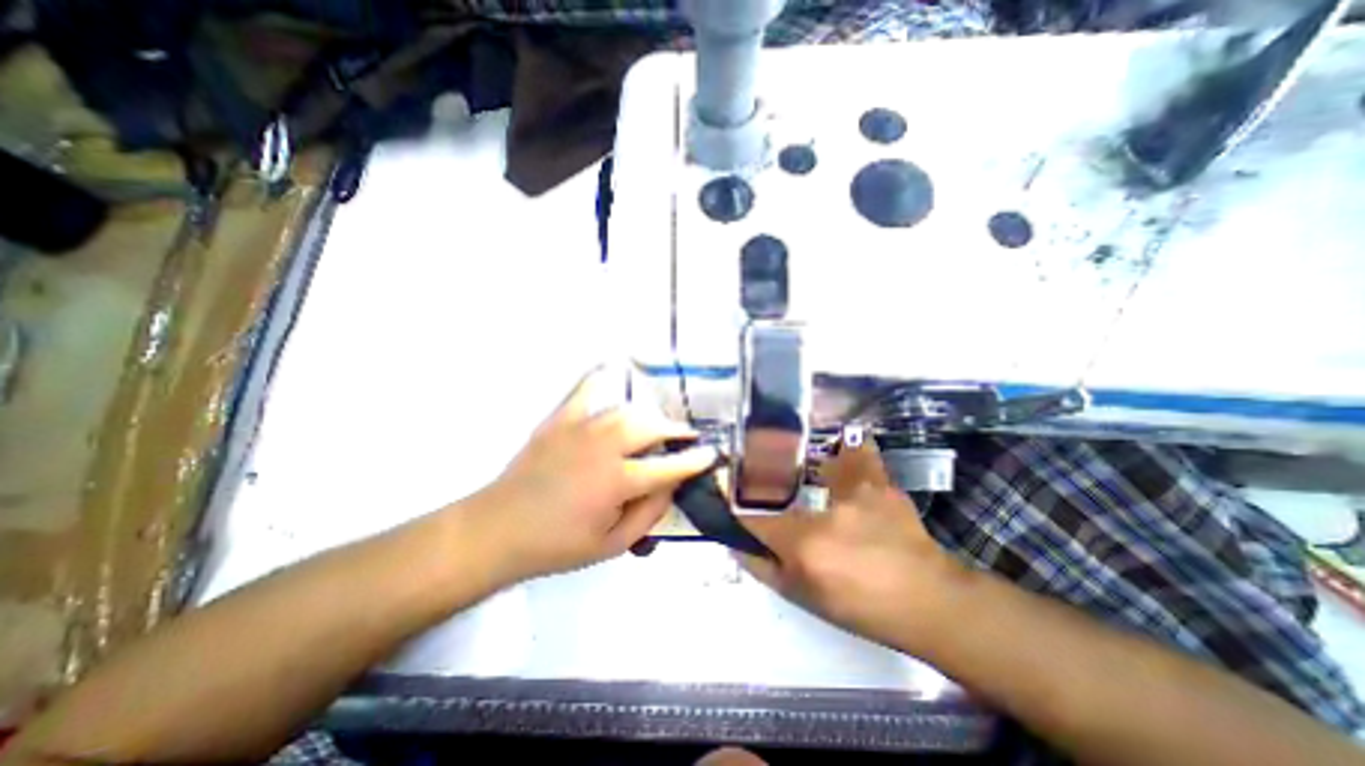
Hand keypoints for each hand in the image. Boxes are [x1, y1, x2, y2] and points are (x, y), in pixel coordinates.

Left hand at [471, 370, 717, 583]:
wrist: (497, 531)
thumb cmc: (557, 545)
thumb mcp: (612, 546)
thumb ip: (649, 513)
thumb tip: (671, 484)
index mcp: (616, 482)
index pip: (669, 466)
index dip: (695, 459)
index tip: (712, 453)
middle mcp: (603, 447)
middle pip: (651, 427)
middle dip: (675, 430)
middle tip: (685, 438)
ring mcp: (579, 428)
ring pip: (626, 410)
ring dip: (648, 417)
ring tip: (656, 426)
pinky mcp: (559, 419)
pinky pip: (584, 390)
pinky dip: (600, 377)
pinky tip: (611, 368)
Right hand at [741, 430, 962, 652]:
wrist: (929, 602)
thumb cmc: (861, 606)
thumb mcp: (802, 596)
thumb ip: (763, 567)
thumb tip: (734, 543)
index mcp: (804, 544)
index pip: (753, 517)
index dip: (734, 505)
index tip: (722, 491)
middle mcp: (824, 512)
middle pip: (777, 485)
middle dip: (760, 481)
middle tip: (755, 480)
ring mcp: (855, 492)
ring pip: (811, 462)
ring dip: (798, 463)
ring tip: (792, 461)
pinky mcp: (879, 482)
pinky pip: (858, 454)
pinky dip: (847, 449)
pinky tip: (842, 445)